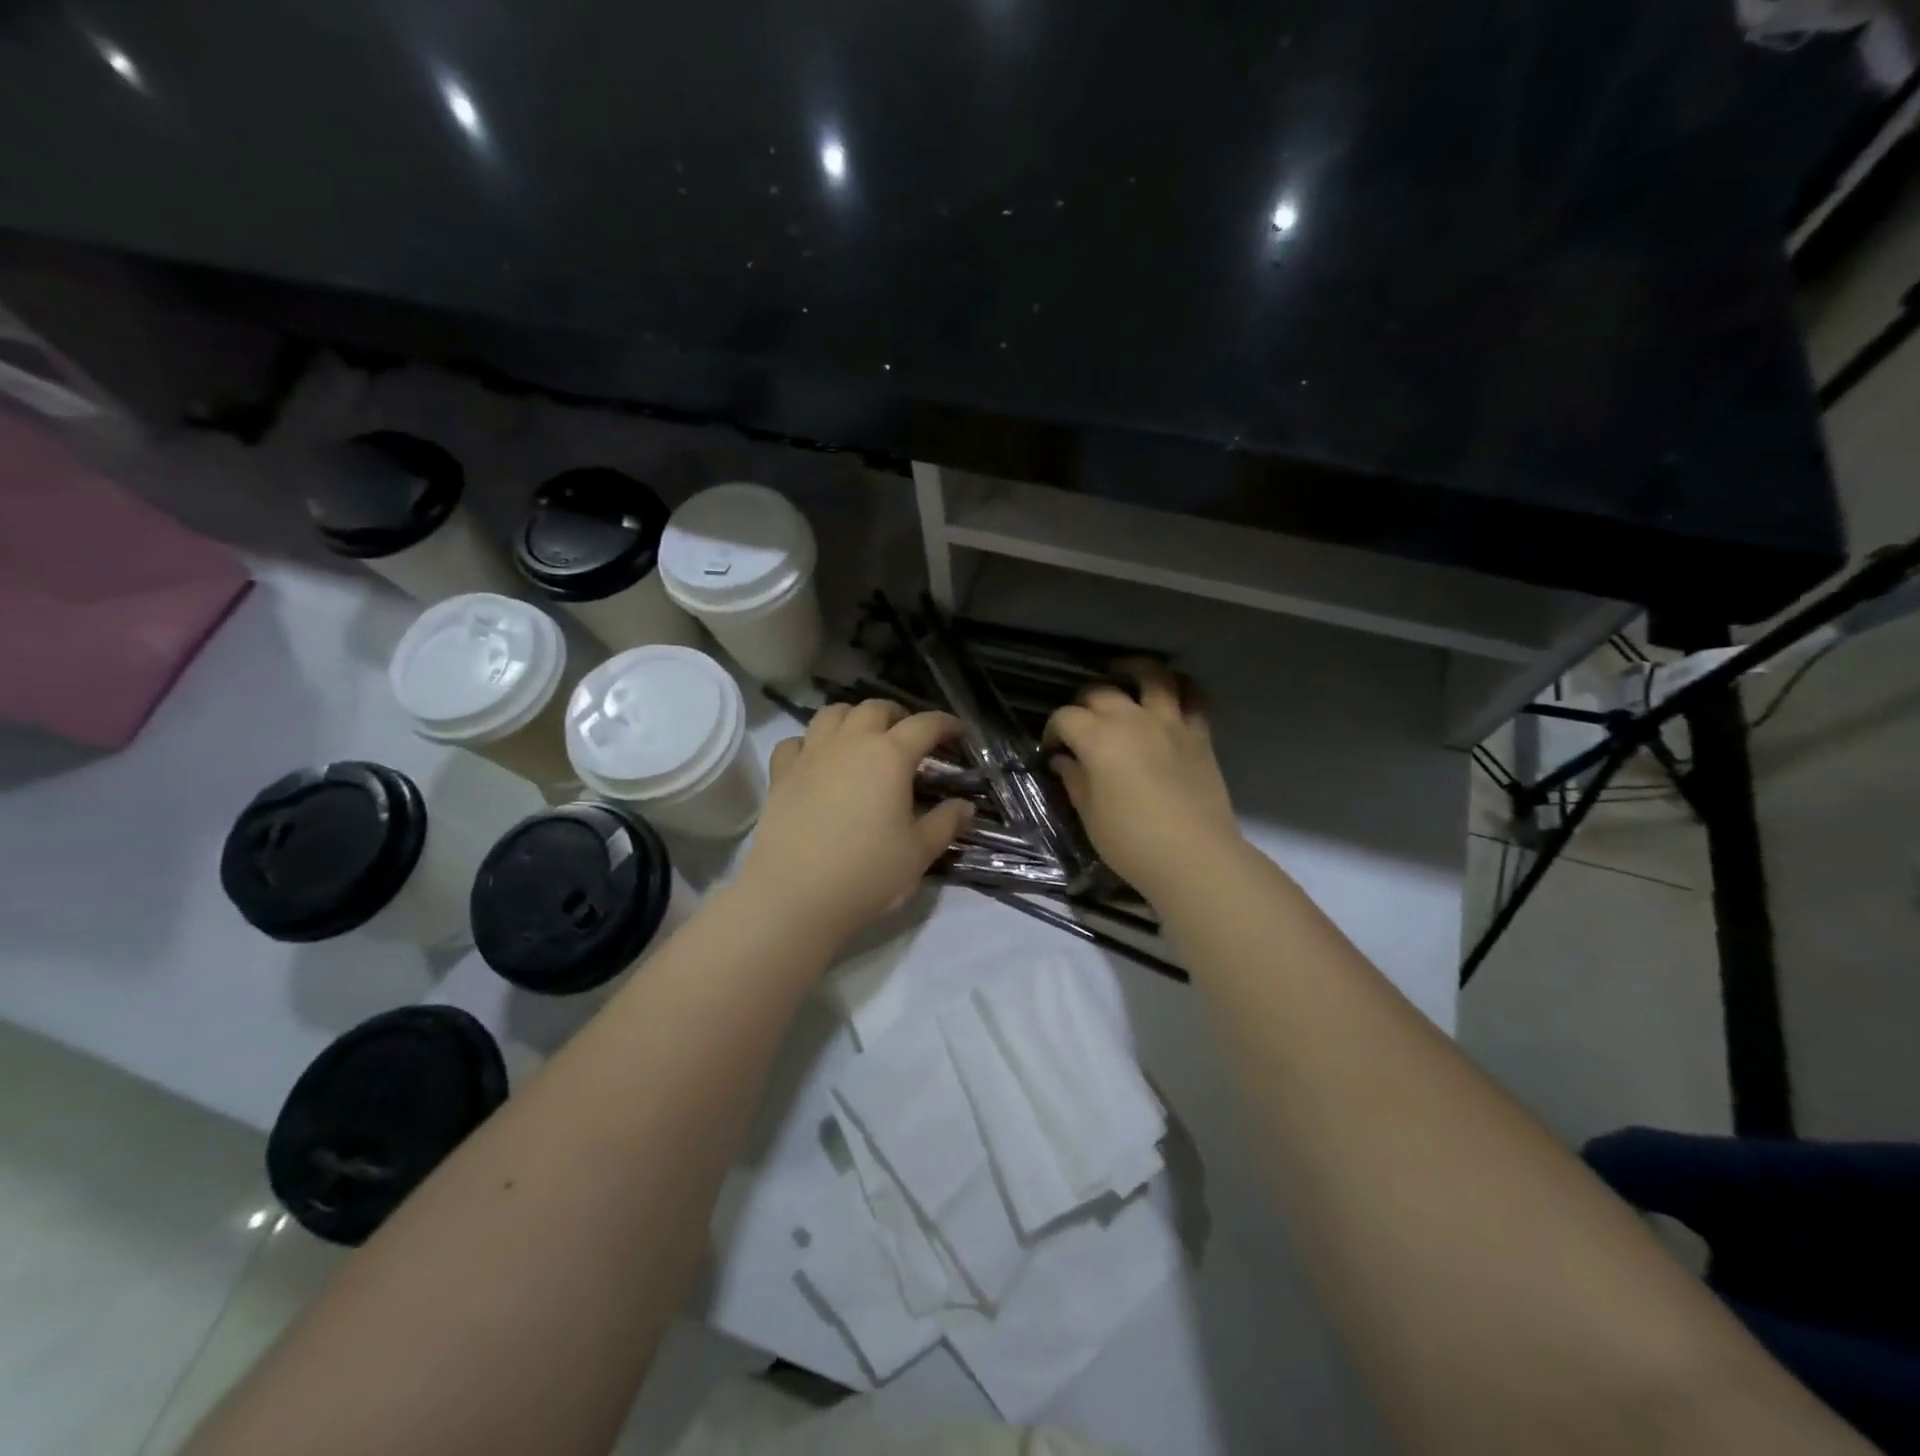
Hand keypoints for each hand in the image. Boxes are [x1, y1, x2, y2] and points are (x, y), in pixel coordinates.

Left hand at [737, 701, 973, 948]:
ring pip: (832, 714)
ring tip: (863, 736)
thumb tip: (965, 806)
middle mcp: (850, 743)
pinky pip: (795, 742)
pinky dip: (810, 742)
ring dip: (853, 717)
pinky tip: (816, 759)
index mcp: (890, 756)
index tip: (959, 731)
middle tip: (909, 735)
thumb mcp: (919, 852)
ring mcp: (811, 755)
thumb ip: (946, 823)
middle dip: (897, 715)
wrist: (795, 896)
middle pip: (875, 709)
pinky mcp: (781, 775)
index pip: (925, 725)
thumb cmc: (867, 872)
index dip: (946, 724)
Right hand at [1046, 659, 1240, 899]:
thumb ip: (1075, 780)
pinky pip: (1193, 698)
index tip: (1053, 749)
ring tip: (1125, 673)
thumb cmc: (1131, 841)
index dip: (1053, 730)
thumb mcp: (1090, 815)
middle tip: (1082, 722)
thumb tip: (1064, 761)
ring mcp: (1170, 723)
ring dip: (1136, 669)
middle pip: (1101, 692)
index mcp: (1098, 739)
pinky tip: (1170, 696)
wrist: (1194, 857)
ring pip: (1154, 676)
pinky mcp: (1199, 735)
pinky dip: (1181, 690)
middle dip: (1084, 702)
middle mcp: (1132, 720)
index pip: (1066, 717)